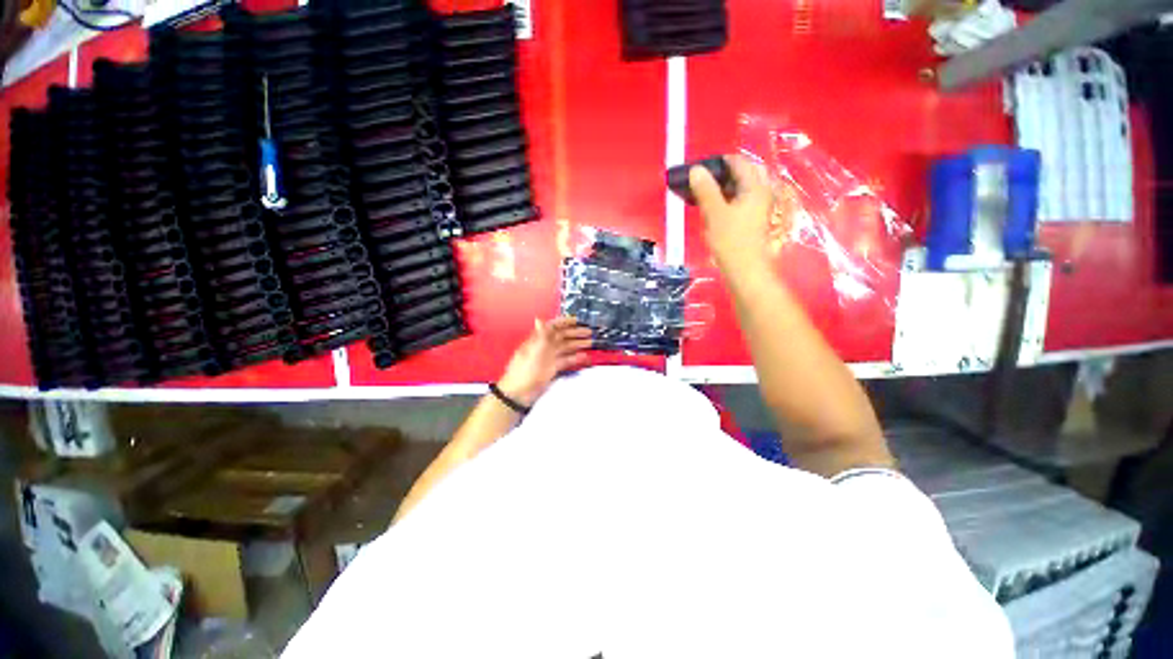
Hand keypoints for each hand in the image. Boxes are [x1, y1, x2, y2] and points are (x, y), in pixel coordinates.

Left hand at [496, 317, 591, 405]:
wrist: (519, 394)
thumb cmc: (525, 371)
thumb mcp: (533, 353)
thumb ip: (540, 336)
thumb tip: (539, 318)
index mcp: (538, 340)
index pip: (552, 327)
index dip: (564, 322)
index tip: (578, 321)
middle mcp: (544, 347)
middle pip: (562, 337)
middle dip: (575, 333)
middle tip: (589, 332)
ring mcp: (549, 358)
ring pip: (565, 348)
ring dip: (577, 344)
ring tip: (591, 343)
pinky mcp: (552, 369)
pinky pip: (565, 360)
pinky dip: (574, 358)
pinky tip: (584, 357)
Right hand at [689, 155, 775, 272]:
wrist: (745, 269)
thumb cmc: (731, 240)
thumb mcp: (714, 213)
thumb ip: (705, 190)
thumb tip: (696, 169)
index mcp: (755, 187)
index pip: (738, 162)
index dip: (718, 161)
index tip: (699, 168)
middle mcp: (761, 192)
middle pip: (742, 173)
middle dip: (722, 173)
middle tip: (701, 180)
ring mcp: (758, 206)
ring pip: (741, 188)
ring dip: (723, 187)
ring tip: (703, 193)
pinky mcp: (753, 219)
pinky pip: (740, 200)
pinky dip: (726, 199)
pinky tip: (713, 208)